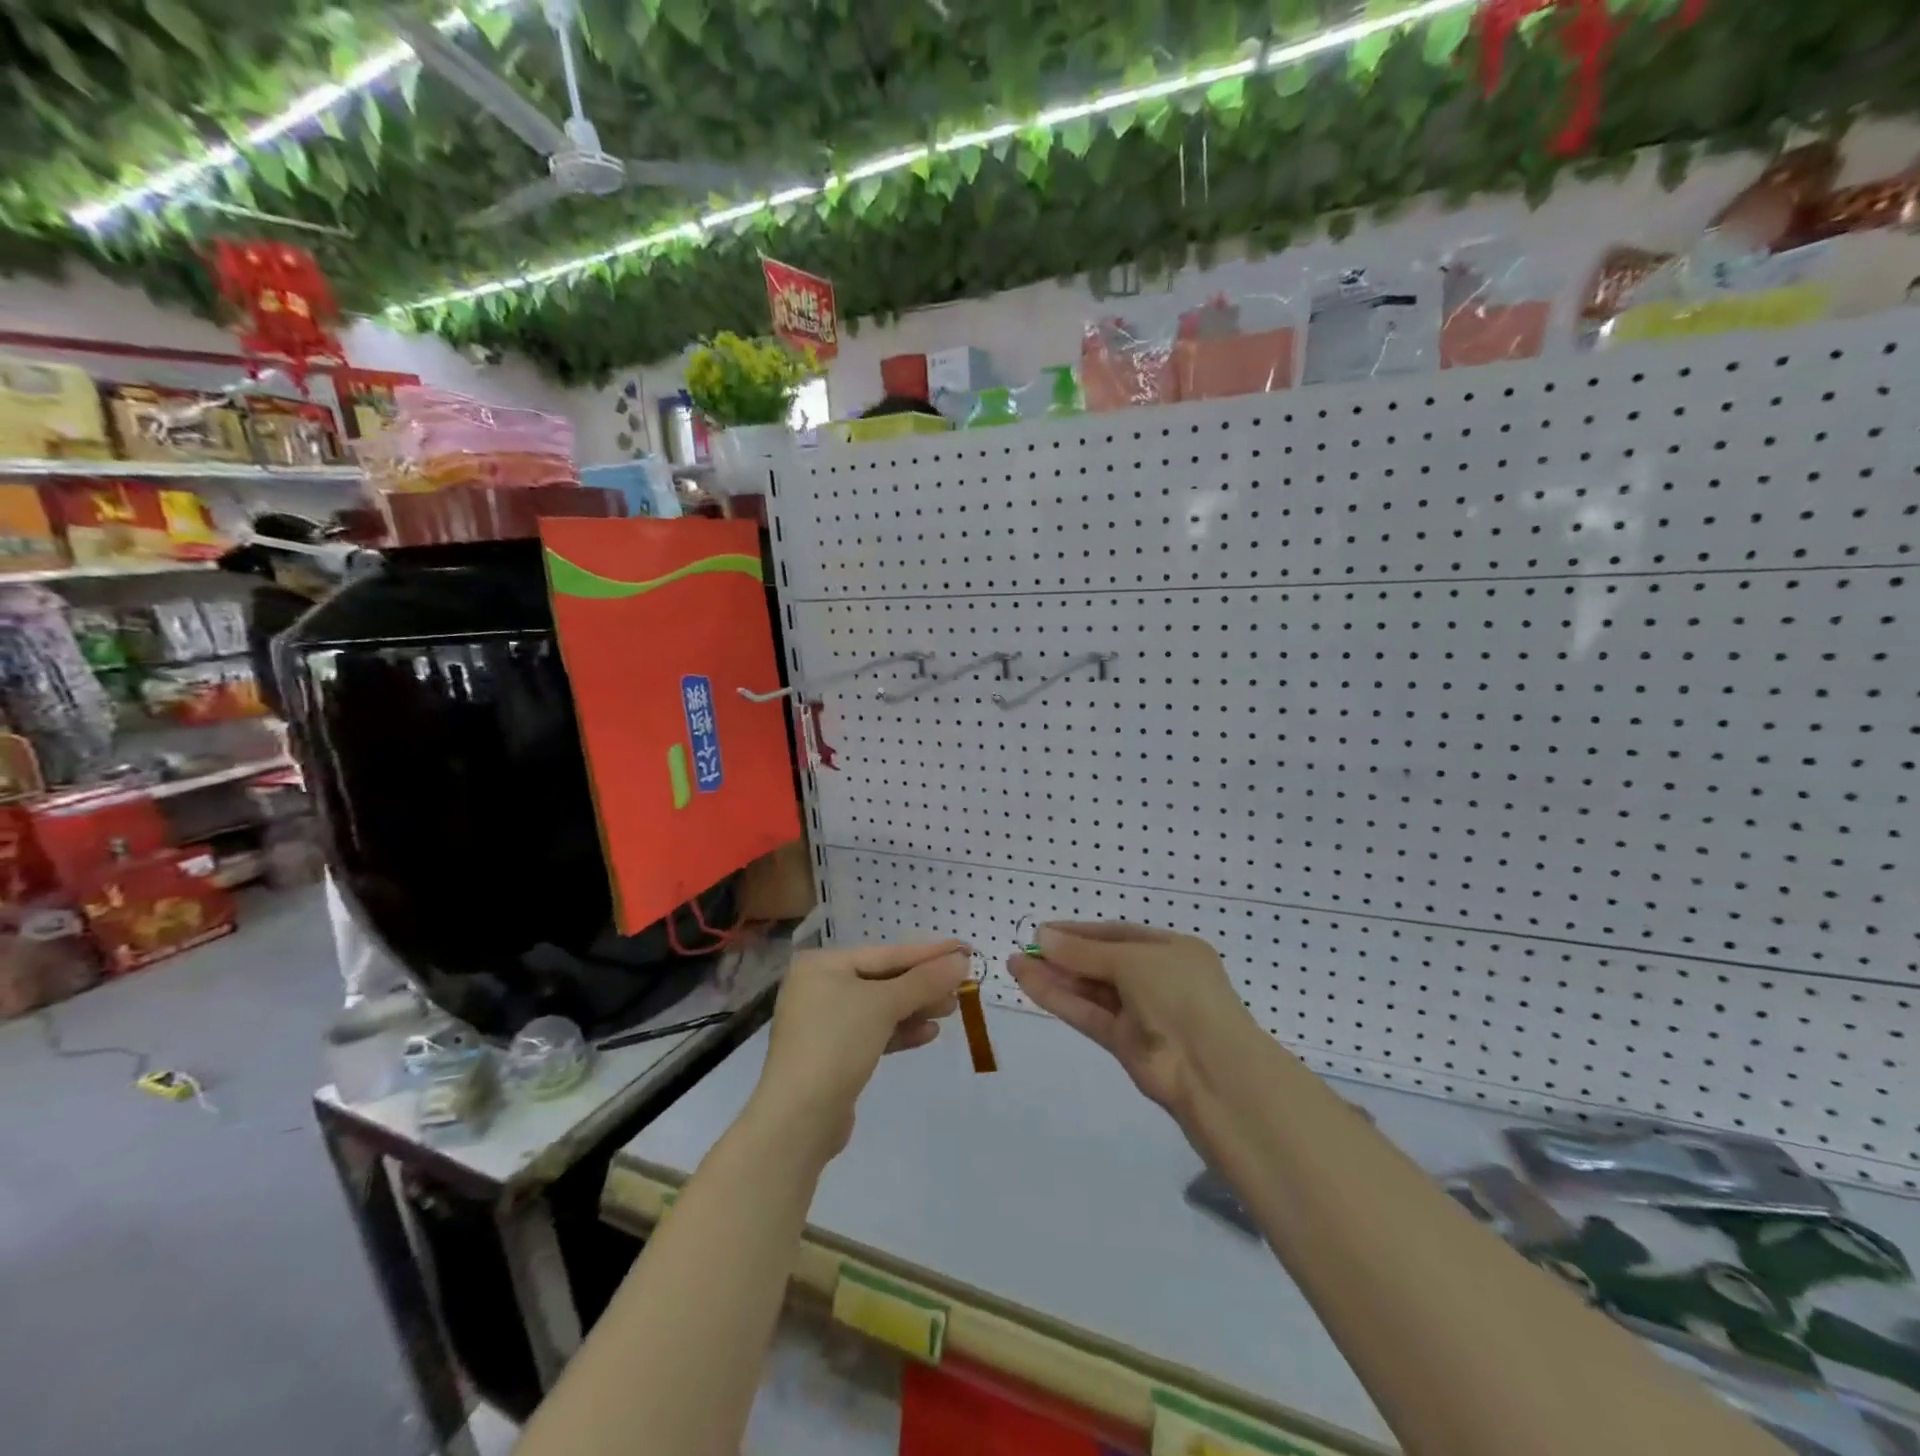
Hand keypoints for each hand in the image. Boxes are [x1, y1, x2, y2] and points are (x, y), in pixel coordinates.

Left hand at [753, 941, 970, 1160]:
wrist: (798, 1120)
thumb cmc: (837, 1044)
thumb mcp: (884, 1005)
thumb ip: (924, 981)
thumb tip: (961, 961)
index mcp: (822, 965)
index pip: (885, 953)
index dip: (927, 953)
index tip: (963, 950)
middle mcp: (819, 987)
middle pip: (882, 979)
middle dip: (923, 984)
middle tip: (961, 986)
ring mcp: (822, 1023)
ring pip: (879, 1007)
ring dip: (915, 1008)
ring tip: (951, 1010)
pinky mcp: (831, 1055)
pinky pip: (872, 1032)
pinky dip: (899, 1031)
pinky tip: (928, 1034)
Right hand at [1009, 922, 1254, 1114]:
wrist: (1210, 1070)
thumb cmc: (1179, 995)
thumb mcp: (1133, 961)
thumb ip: (1085, 952)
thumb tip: (1042, 936)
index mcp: (1172, 950)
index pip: (1118, 934)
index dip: (1080, 932)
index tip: (1043, 931)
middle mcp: (1157, 978)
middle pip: (1102, 962)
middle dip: (1063, 955)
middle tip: (1024, 949)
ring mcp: (1141, 1013)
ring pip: (1091, 990)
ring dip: (1055, 977)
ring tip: (1015, 964)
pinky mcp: (1125, 1043)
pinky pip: (1089, 1014)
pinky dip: (1060, 1000)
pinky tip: (1029, 985)